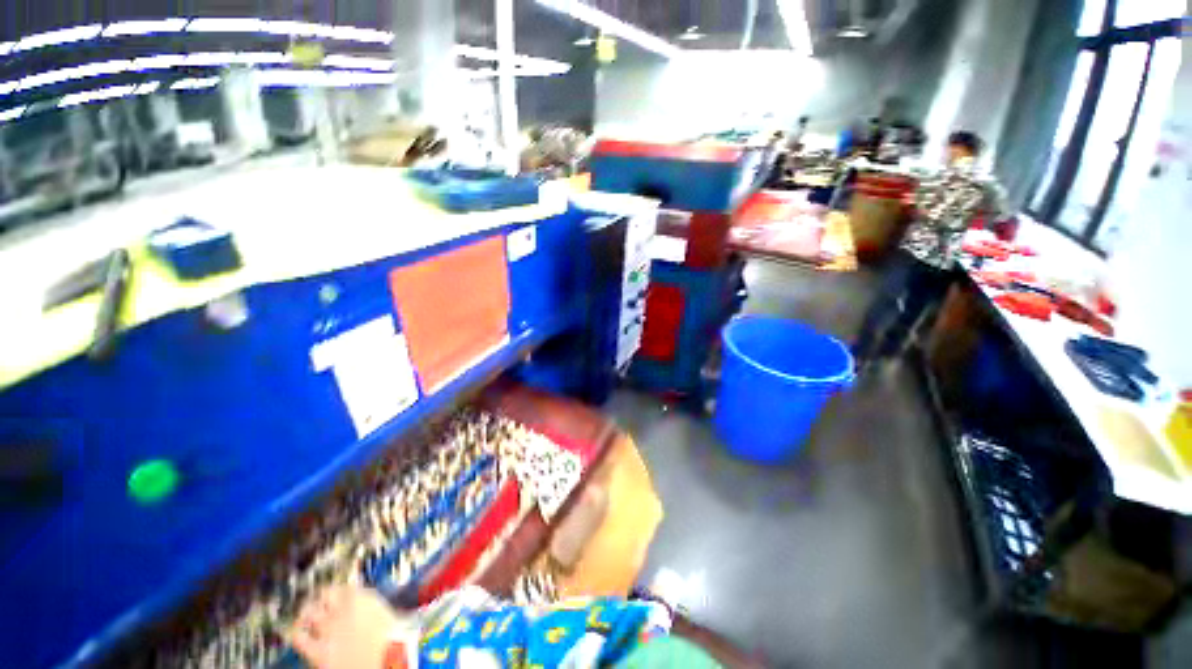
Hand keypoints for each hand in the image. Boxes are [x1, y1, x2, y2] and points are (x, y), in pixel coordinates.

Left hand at [290, 586, 412, 668]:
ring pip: (308, 612)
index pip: (344, 586)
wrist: (387, 661)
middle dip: (319, 599)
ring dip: (305, 613)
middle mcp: (343, 608)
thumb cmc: (393, 640)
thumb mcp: (389, 617)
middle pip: (324, 594)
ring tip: (304, 618)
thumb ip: (374, 609)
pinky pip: (298, 636)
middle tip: (318, 605)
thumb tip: (372, 608)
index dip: (340, 591)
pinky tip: (293, 633)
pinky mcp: (318, 651)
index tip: (339, 595)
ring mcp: (328, 629)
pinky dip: (294, 632)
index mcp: (364, 597)